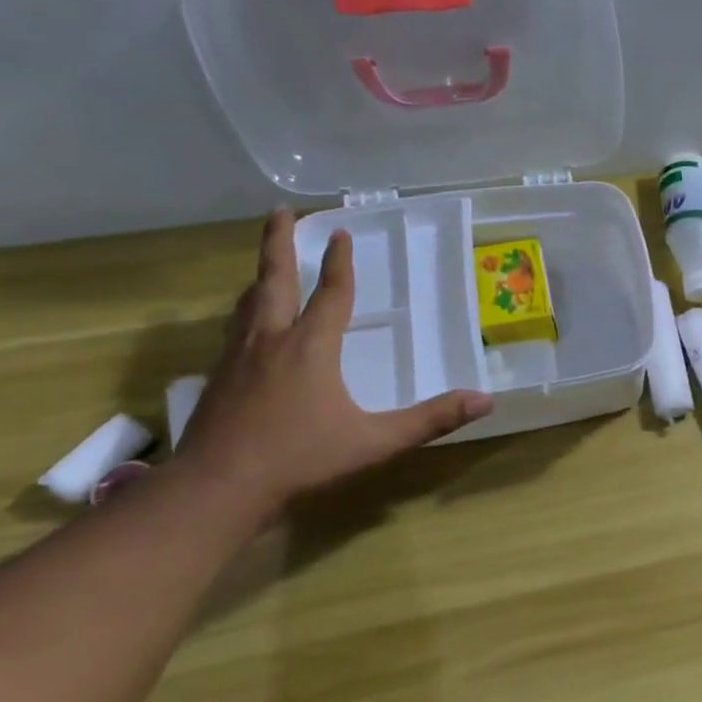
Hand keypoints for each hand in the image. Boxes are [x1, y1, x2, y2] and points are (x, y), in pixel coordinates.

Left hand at [176, 209, 492, 514]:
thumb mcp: (376, 441)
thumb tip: (485, 400)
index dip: (339, 263)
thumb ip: (431, 419)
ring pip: (248, 303)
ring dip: (260, 277)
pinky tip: (246, 327)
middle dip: (278, 243)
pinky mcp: (217, 379)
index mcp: (310, 347)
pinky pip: (234, 330)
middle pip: (273, 280)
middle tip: (280, 212)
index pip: (331, 294)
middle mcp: (270, 341)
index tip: (340, 232)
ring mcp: (237, 359)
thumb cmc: (300, 459)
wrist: (216, 489)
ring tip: (266, 266)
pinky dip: (244, 312)